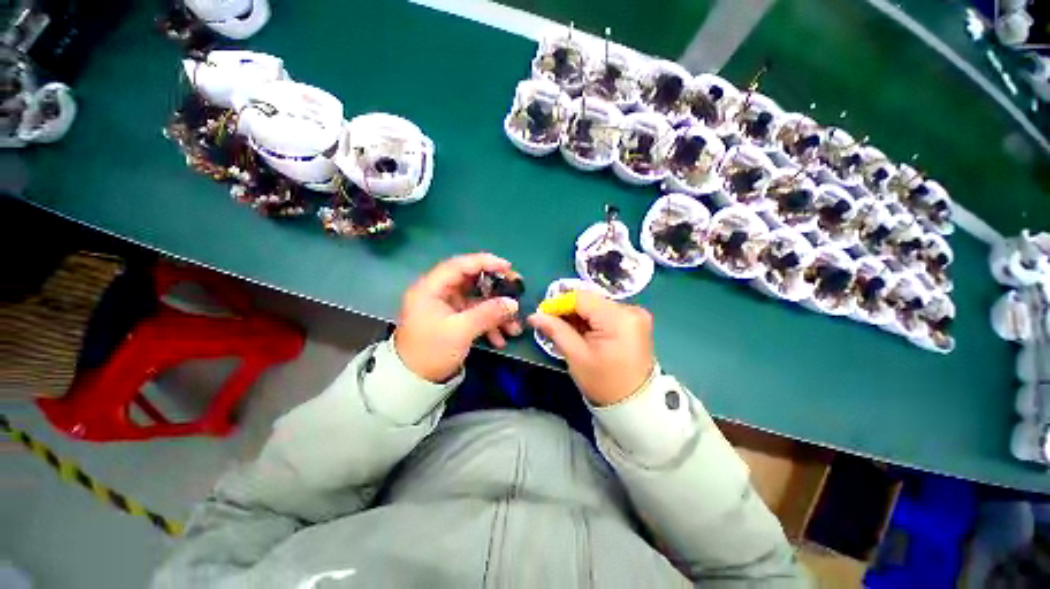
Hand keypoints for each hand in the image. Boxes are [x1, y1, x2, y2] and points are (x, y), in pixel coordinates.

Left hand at [394, 253, 522, 382]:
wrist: (414, 382)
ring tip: (514, 326)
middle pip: (471, 281)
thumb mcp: (461, 331)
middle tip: (516, 291)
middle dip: (496, 289)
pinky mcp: (453, 319)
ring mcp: (447, 306)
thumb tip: (513, 303)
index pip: (459, 265)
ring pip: (476, 300)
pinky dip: (488, 324)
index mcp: (431, 288)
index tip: (507, 267)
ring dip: (496, 312)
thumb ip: (488, 313)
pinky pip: (475, 314)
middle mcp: (438, 293)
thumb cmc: (431, 352)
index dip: (484, 262)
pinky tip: (500, 339)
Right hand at [528, 291, 654, 405]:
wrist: (633, 404)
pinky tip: (582, 332)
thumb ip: (555, 330)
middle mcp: (631, 310)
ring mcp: (636, 315)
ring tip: (566, 331)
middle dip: (569, 311)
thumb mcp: (576, 356)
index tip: (543, 314)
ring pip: (597, 306)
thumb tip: (534, 315)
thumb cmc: (603, 383)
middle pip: (590, 300)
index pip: (582, 298)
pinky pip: (606, 313)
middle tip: (551, 324)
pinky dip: (592, 320)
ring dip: (579, 316)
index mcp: (618, 318)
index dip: (559, 303)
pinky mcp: (635, 321)